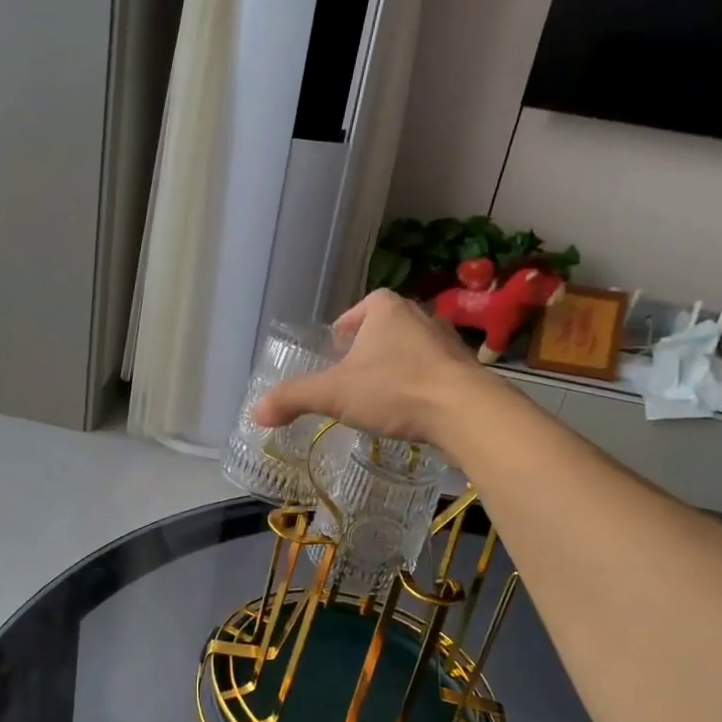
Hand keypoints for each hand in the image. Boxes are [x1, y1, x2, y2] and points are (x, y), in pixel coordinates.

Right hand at [251, 290, 493, 449]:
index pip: (358, 311)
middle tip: (351, 379)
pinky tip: (410, 411)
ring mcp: (446, 341)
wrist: (465, 411)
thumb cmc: (394, 389)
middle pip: (384, 330)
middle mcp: (419, 315)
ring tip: (380, 397)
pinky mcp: (465, 370)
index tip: (335, 352)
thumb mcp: (334, 394)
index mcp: (386, 308)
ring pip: (409, 351)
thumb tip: (255, 412)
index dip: (344, 329)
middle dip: (368, 351)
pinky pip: (432, 373)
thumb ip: (293, 399)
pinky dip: (418, 387)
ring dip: (394, 369)